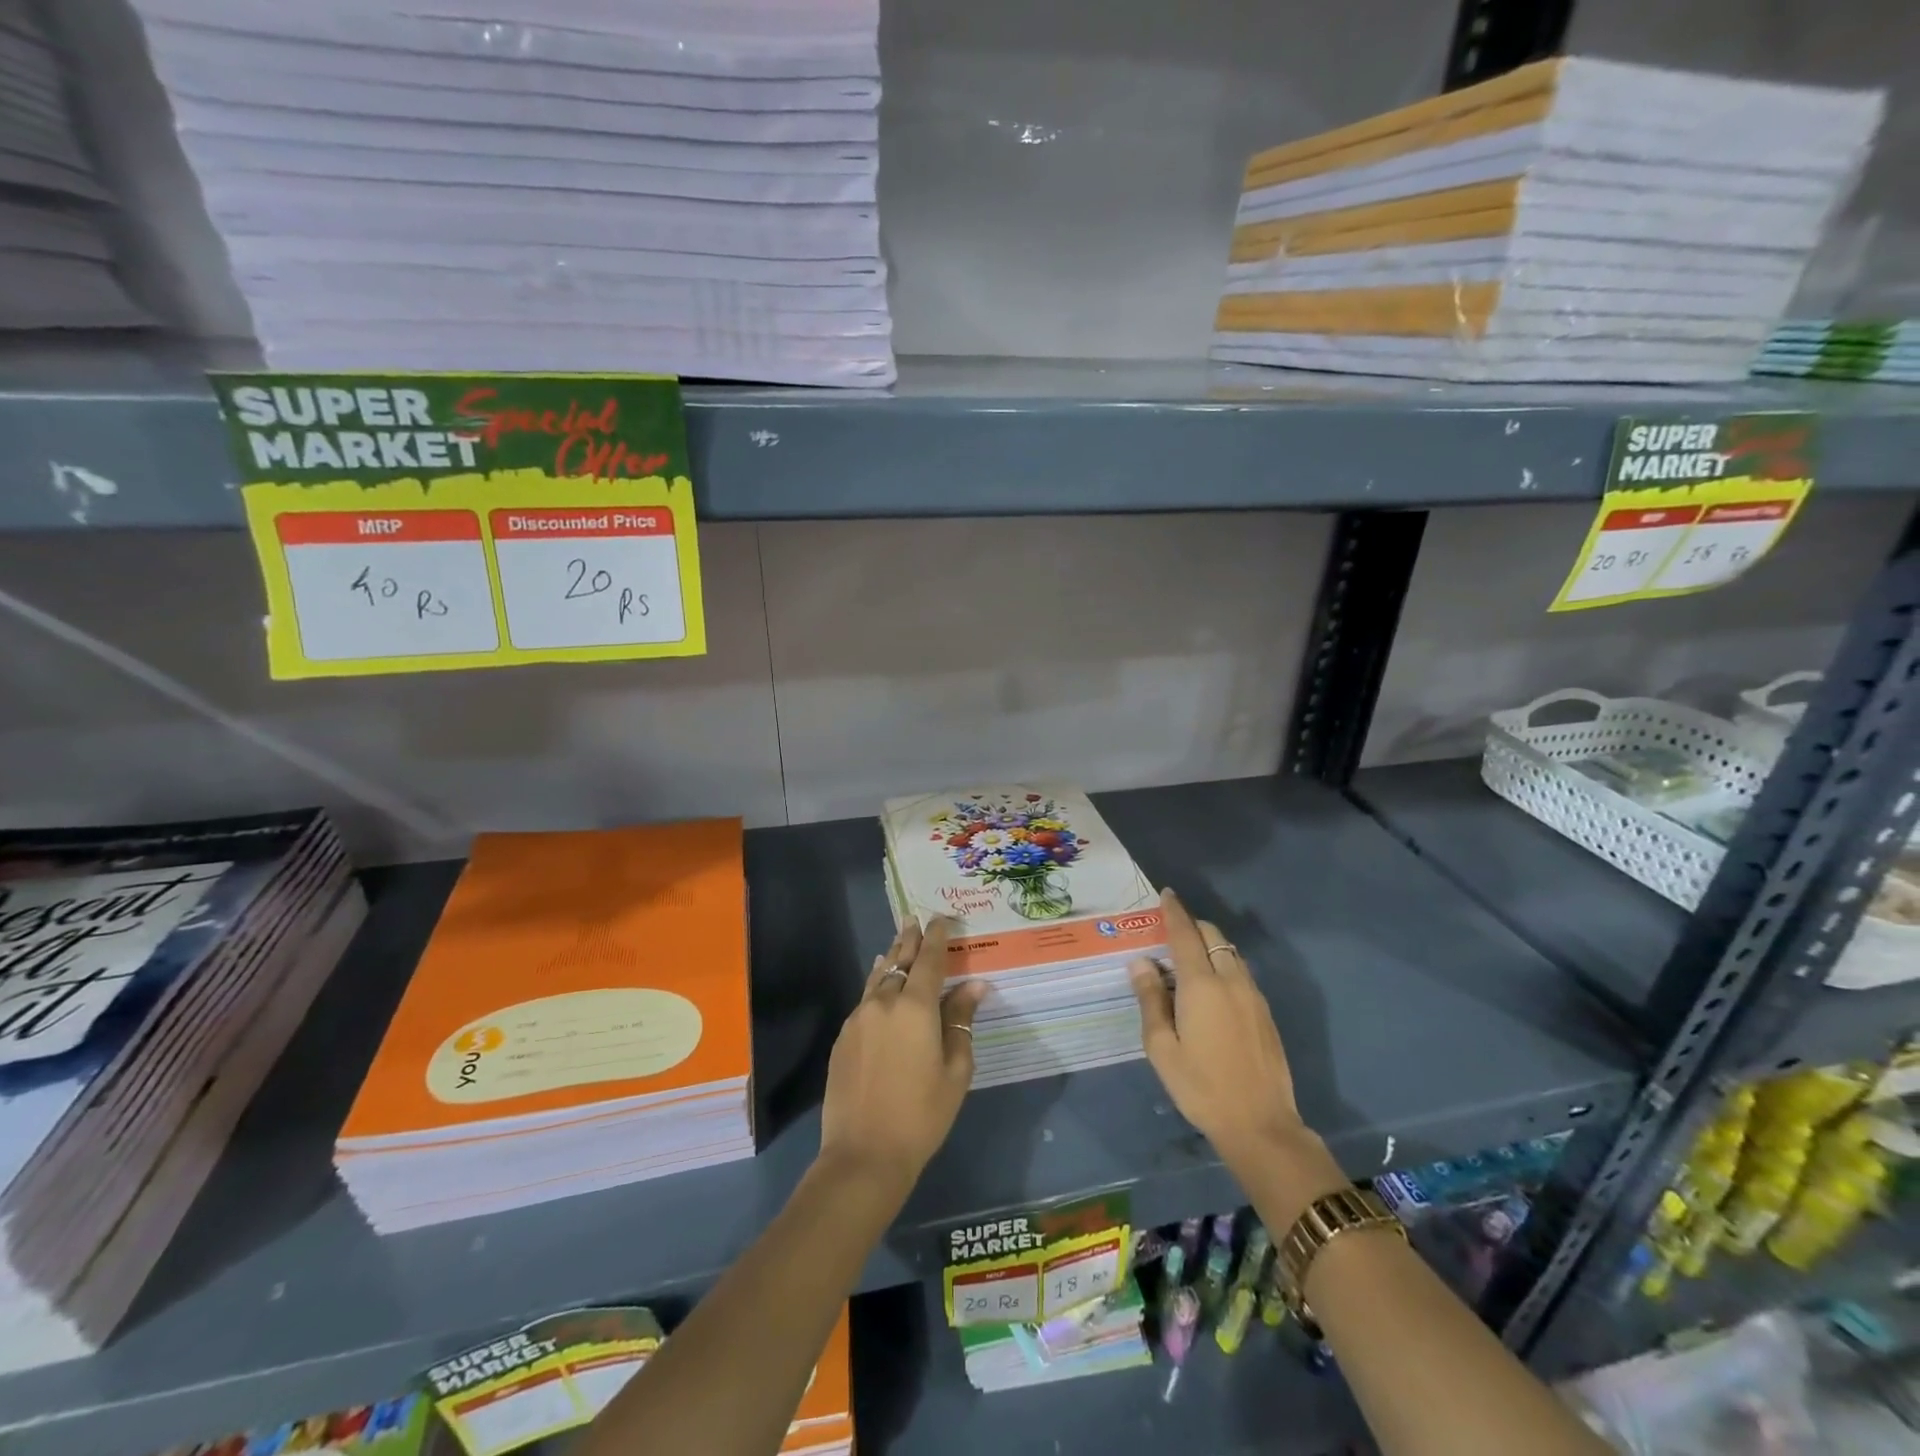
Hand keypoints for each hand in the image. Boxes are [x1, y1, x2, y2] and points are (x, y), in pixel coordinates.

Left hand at [819, 918, 986, 1190]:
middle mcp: (884, 1003)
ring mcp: (858, 1018)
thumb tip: (975, 986)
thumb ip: (961, 1022)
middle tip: (915, 919)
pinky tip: (880, 985)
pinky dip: (876, 984)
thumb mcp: (955, 1070)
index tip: (941, 918)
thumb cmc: (922, 1115)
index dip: (936, 937)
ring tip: (898, 944)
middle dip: (909, 939)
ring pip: (878, 977)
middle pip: (899, 960)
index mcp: (916, 1008)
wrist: (864, 1154)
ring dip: (891, 958)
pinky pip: (864, 998)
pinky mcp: (843, 1037)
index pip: (928, 960)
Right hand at [1130, 889, 1305, 1165]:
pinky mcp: (1265, 1012)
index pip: (1185, 934)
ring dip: (1209, 946)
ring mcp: (1253, 995)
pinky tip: (1211, 990)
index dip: (1174, 911)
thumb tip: (1141, 963)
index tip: (1166, 893)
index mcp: (1201, 985)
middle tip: (1169, 934)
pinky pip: (1241, 972)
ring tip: (1187, 962)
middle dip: (1192, 926)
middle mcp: (1230, 980)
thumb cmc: (1201, 1087)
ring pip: (1230, 953)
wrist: (1260, 1124)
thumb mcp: (1162, 1048)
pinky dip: (1223, 965)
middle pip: (1213, 936)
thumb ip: (1150, 1000)